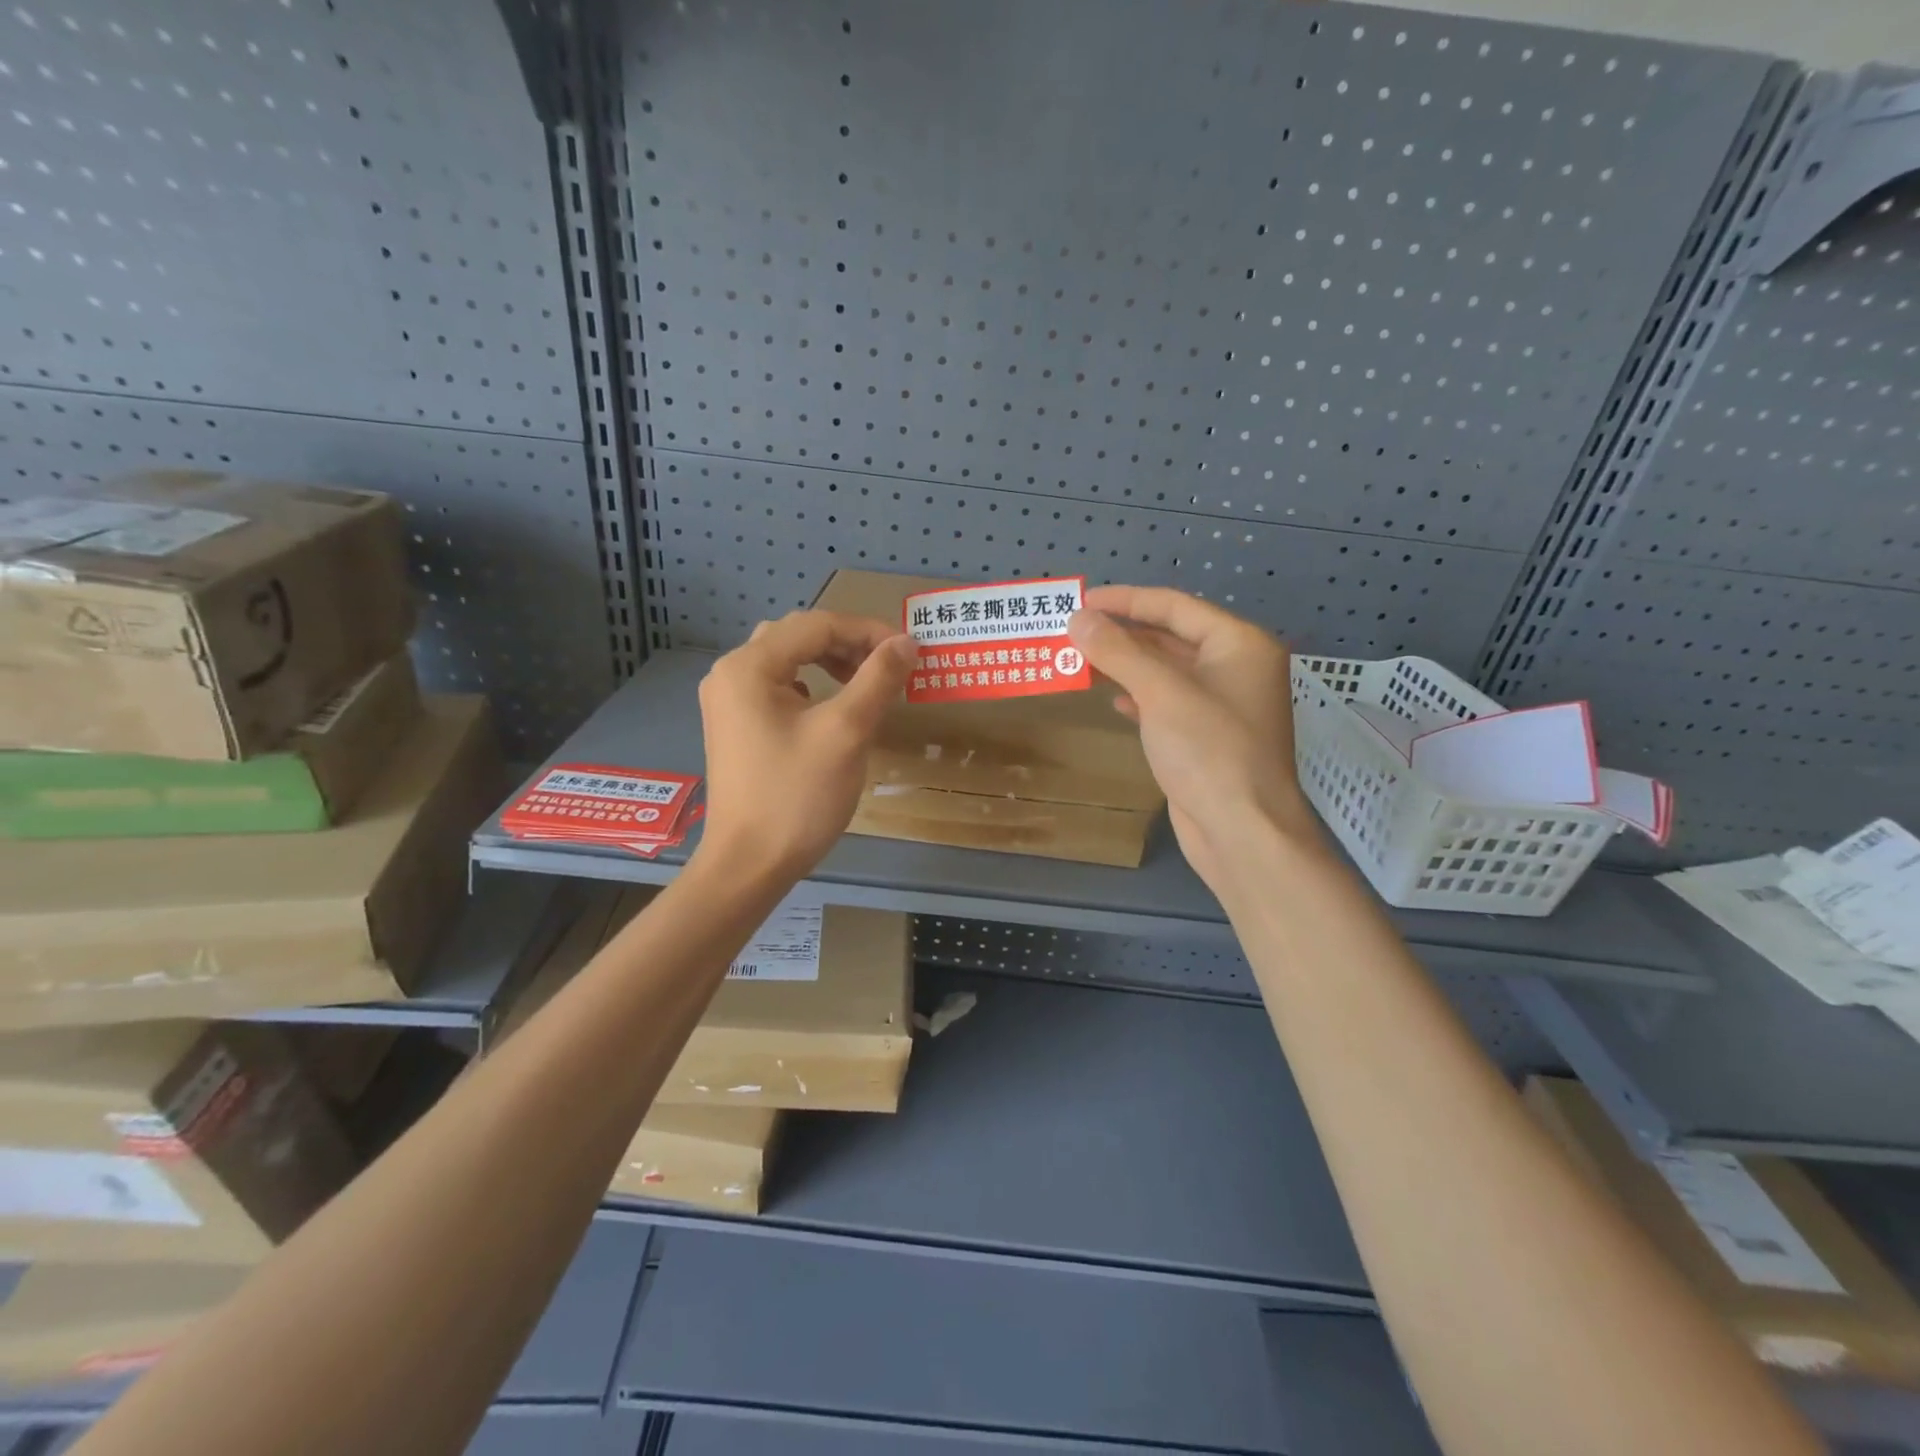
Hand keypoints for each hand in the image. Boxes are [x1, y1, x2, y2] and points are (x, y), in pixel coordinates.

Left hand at [696, 611, 915, 879]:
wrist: (749, 865)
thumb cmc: (796, 796)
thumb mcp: (846, 732)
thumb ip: (878, 679)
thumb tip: (906, 642)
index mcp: (749, 666)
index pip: (817, 625)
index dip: (868, 631)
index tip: (909, 652)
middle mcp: (731, 673)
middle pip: (799, 636)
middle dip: (849, 644)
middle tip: (890, 667)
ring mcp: (729, 701)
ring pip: (788, 661)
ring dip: (831, 662)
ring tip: (867, 683)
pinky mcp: (736, 726)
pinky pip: (779, 688)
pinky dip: (813, 686)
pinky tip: (833, 707)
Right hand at [1068, 586, 1320, 892]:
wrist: (1242, 832)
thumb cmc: (1209, 752)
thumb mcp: (1161, 693)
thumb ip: (1118, 651)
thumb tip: (1078, 618)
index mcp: (1239, 644)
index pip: (1175, 606)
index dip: (1126, 600)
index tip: (1082, 600)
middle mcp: (1236, 668)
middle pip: (1171, 637)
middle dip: (1123, 634)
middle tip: (1074, 631)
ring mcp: (1222, 705)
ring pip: (1166, 672)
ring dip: (1125, 665)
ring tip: (1080, 660)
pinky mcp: (1206, 738)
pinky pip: (1167, 703)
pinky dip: (1139, 697)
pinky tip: (1112, 701)